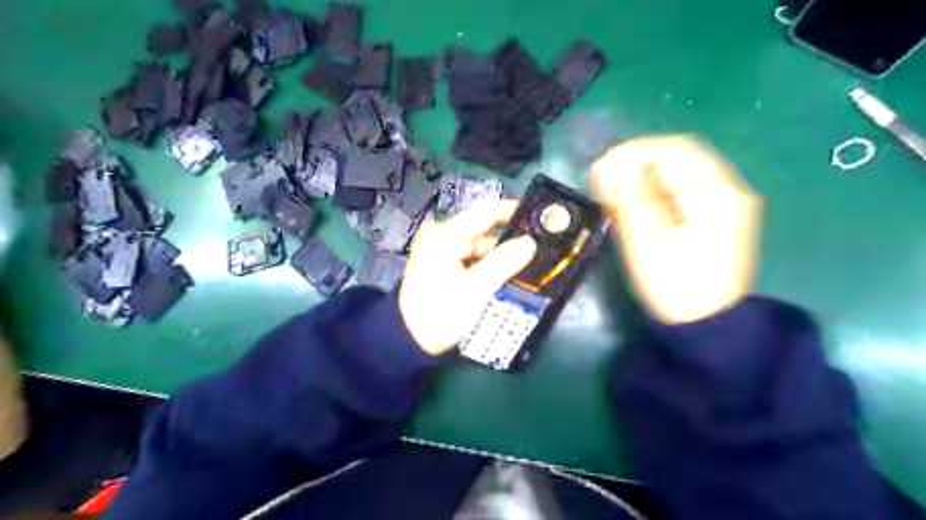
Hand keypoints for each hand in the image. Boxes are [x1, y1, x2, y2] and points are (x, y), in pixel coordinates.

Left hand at [400, 202, 542, 354]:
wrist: (409, 341)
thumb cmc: (438, 317)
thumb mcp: (473, 292)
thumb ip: (502, 264)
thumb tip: (530, 242)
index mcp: (443, 236)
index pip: (485, 212)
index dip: (514, 212)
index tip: (541, 220)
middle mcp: (441, 235)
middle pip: (485, 232)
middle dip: (509, 245)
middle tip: (537, 258)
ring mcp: (442, 248)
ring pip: (483, 247)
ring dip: (500, 260)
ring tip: (523, 273)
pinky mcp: (445, 261)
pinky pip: (474, 257)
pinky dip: (489, 267)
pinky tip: (503, 279)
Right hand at [596, 137, 763, 323]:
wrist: (705, 327)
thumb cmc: (676, 286)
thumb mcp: (648, 241)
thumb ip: (628, 199)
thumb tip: (603, 166)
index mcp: (717, 193)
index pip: (675, 150)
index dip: (633, 153)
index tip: (600, 168)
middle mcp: (724, 191)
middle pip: (677, 158)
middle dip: (636, 164)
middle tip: (602, 181)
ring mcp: (719, 205)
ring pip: (675, 175)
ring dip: (641, 178)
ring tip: (611, 194)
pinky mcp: (708, 220)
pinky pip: (677, 193)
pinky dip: (651, 193)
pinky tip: (631, 206)